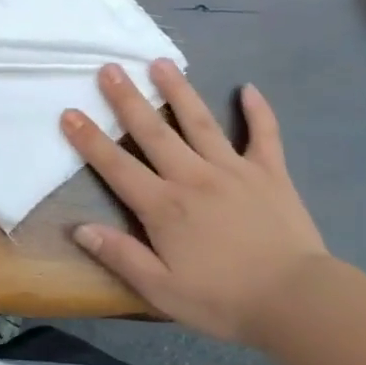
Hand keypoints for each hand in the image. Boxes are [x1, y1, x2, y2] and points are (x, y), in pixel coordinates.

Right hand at [61, 60, 336, 345]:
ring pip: (199, 121)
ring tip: (160, 63)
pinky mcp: (270, 172)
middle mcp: (193, 177)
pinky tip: (249, 88)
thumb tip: (80, 228)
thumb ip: (120, 256)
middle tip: (109, 68)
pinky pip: (264, 134)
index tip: (69, 112)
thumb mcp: (161, 290)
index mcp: (164, 206)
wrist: (296, 301)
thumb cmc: (223, 301)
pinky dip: (258, 111)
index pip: (117, 166)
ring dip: (178, 90)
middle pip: (153, 131)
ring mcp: (233, 169)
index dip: (89, 139)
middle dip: (127, 99)